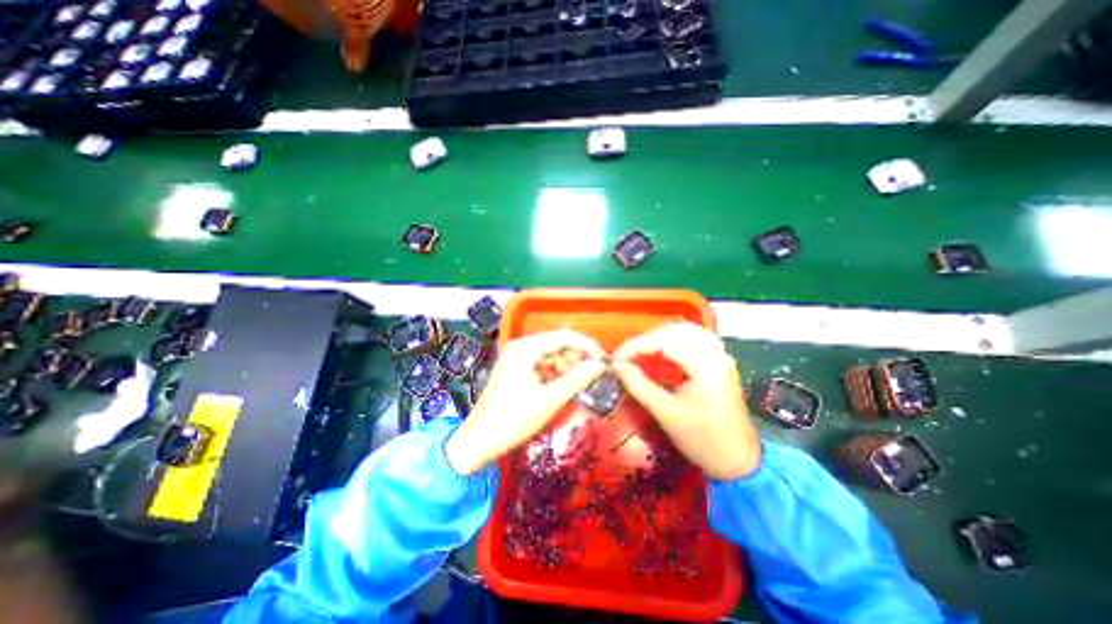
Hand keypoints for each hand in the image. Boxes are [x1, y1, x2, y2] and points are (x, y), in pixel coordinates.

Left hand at [444, 330, 603, 475]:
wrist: (481, 440)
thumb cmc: (514, 419)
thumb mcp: (550, 399)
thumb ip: (577, 378)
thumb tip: (600, 364)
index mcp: (526, 348)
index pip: (564, 336)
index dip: (587, 345)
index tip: (603, 359)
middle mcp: (521, 346)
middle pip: (557, 343)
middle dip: (576, 357)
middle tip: (590, 376)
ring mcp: (517, 356)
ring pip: (551, 353)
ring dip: (566, 366)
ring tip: (576, 384)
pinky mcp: (516, 367)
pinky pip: (542, 363)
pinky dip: (555, 372)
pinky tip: (561, 386)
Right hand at [607, 324, 764, 478]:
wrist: (739, 463)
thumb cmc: (702, 440)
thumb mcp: (666, 413)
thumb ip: (638, 385)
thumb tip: (616, 365)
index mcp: (706, 365)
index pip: (665, 341)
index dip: (636, 346)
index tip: (616, 358)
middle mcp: (716, 354)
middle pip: (677, 330)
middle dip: (648, 338)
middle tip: (628, 354)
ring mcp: (721, 357)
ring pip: (687, 332)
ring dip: (661, 337)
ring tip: (640, 350)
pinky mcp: (719, 363)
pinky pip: (694, 341)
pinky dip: (673, 341)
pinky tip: (661, 351)